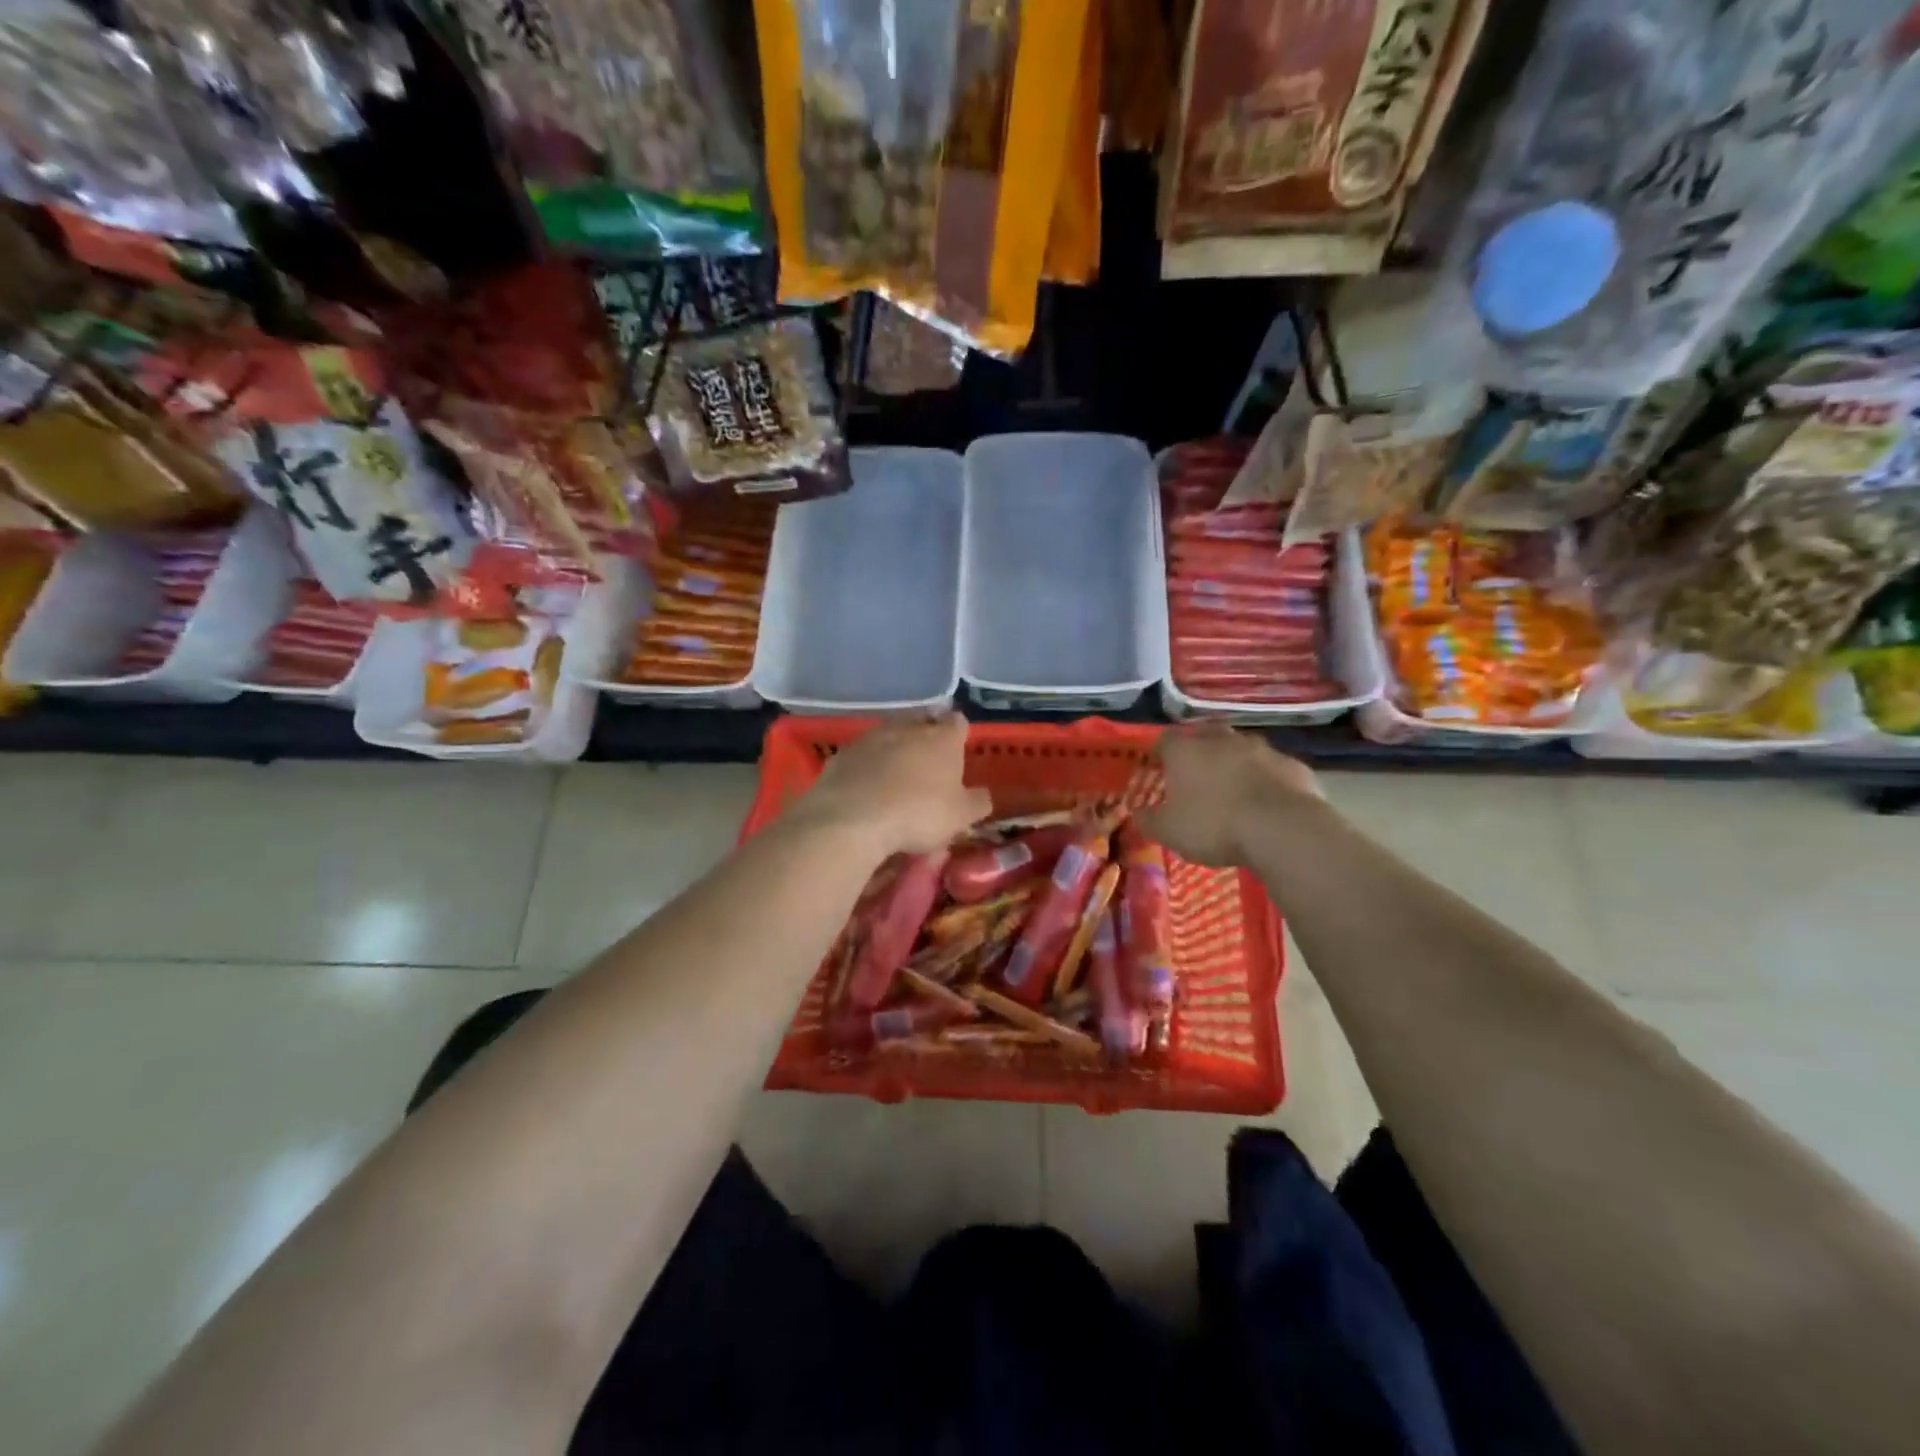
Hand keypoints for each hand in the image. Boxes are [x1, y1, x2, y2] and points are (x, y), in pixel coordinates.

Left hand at [799, 713, 991, 856]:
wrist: (854, 818)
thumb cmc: (919, 813)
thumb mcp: (960, 817)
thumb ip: (976, 802)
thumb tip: (982, 795)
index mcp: (942, 738)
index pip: (957, 722)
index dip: (958, 734)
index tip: (957, 750)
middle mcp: (908, 728)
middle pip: (921, 722)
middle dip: (925, 736)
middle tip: (927, 762)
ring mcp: (872, 737)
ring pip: (890, 735)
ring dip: (894, 749)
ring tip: (895, 776)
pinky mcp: (844, 753)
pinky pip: (863, 754)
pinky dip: (868, 765)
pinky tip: (867, 787)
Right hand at [1137, 722, 1322, 867]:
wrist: (1282, 829)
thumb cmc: (1214, 825)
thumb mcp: (1169, 831)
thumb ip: (1149, 820)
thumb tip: (1138, 814)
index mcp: (1186, 750)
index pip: (1165, 740)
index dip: (1160, 754)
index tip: (1158, 769)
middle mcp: (1222, 740)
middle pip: (1205, 735)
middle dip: (1200, 750)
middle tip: (1196, 774)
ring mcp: (1262, 749)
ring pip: (1242, 749)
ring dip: (1235, 763)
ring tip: (1233, 789)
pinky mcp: (1293, 766)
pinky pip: (1272, 770)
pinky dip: (1266, 781)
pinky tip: (1266, 803)